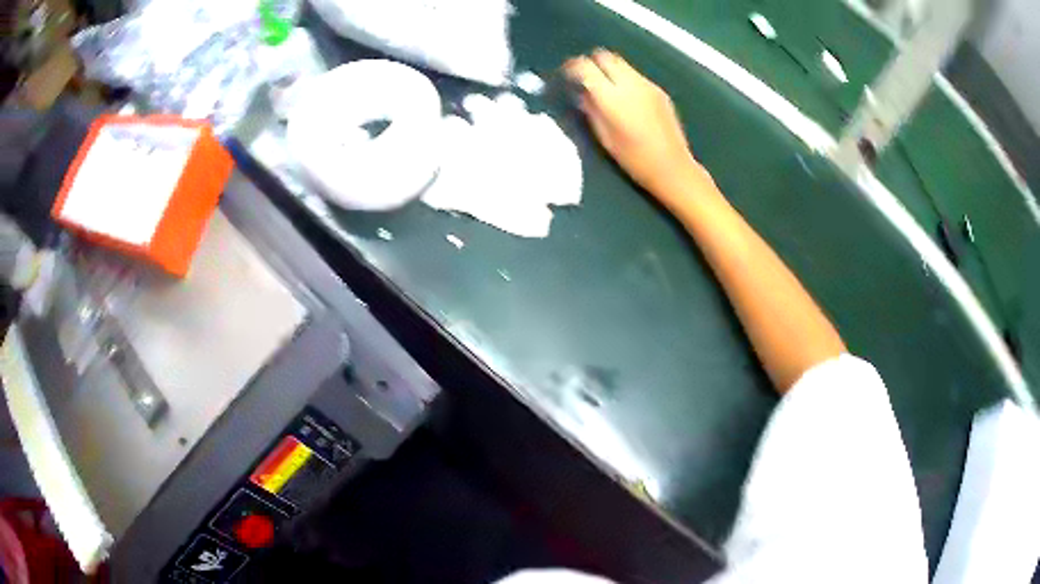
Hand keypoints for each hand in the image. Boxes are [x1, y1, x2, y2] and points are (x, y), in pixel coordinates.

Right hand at [564, 49, 702, 195]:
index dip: (572, 67)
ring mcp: (647, 85)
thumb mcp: (604, 137)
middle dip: (591, 62)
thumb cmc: (634, 160)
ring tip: (604, 88)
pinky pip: (635, 75)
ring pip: (621, 62)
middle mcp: (630, 84)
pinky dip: (624, 78)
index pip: (586, 67)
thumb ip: (591, 110)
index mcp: (612, 97)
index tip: (567, 74)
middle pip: (605, 56)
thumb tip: (582, 93)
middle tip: (584, 77)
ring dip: (608, 69)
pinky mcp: (659, 90)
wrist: (672, 167)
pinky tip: (625, 98)